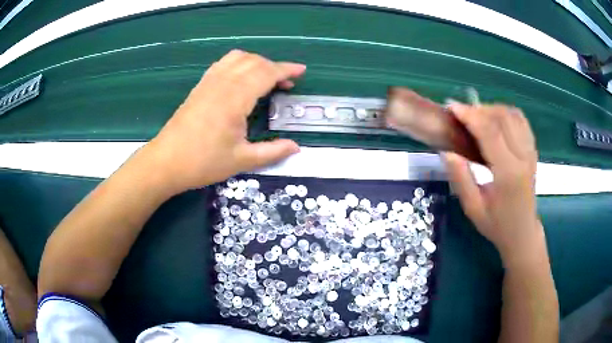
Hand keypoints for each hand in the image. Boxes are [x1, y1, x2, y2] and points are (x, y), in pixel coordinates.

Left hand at [143, 50, 303, 193]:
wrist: (166, 162)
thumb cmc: (203, 162)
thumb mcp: (242, 161)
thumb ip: (272, 152)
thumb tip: (296, 147)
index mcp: (236, 98)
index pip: (266, 73)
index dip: (286, 69)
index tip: (301, 71)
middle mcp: (223, 83)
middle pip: (254, 62)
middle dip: (274, 67)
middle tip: (287, 82)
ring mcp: (209, 82)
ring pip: (238, 58)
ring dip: (257, 62)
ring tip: (266, 77)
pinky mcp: (200, 86)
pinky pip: (223, 63)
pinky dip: (239, 63)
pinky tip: (241, 77)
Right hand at [442, 103, 543, 262]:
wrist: (522, 233)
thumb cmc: (497, 225)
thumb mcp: (473, 209)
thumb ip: (461, 179)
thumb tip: (447, 152)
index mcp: (508, 174)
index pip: (490, 133)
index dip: (470, 115)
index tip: (452, 108)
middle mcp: (523, 158)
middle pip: (503, 117)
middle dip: (479, 109)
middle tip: (462, 114)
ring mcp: (530, 152)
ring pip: (513, 115)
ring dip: (493, 109)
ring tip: (477, 116)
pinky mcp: (532, 151)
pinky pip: (521, 121)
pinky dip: (506, 113)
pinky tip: (495, 120)